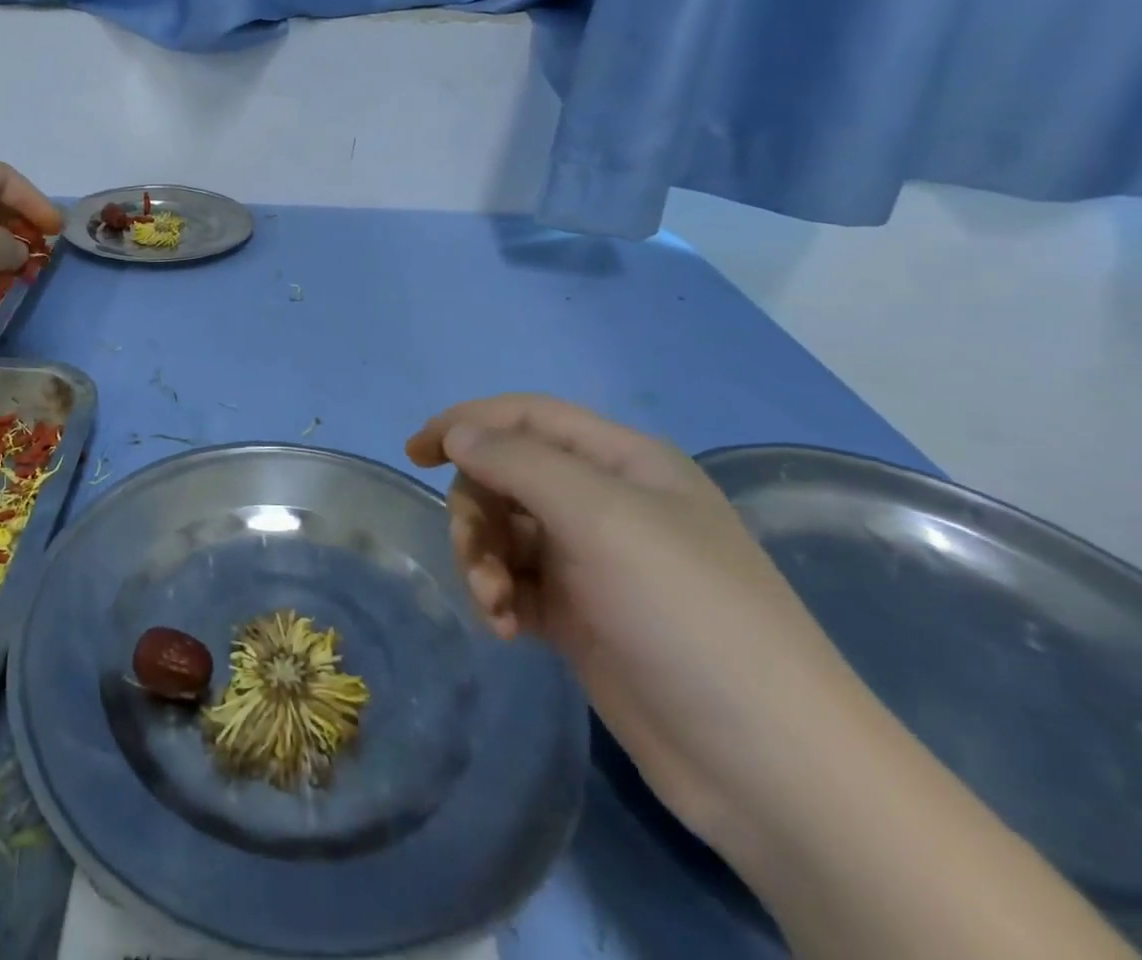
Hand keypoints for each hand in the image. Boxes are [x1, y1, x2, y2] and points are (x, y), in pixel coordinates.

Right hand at [407, 395, 869, 853]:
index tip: (416, 452)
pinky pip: (516, 582)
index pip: (526, 417)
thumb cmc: (686, 613)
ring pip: (504, 531)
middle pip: (506, 476)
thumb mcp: (600, 517)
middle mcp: (605, 502)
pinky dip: (500, 596)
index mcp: (622, 462)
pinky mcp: (581, 616)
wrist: (770, 767)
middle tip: (476, 556)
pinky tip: (506, 629)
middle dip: (476, 511)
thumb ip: (517, 463)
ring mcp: (593, 562)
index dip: (467, 423)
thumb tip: (458, 433)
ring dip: (484, 559)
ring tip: (494, 604)